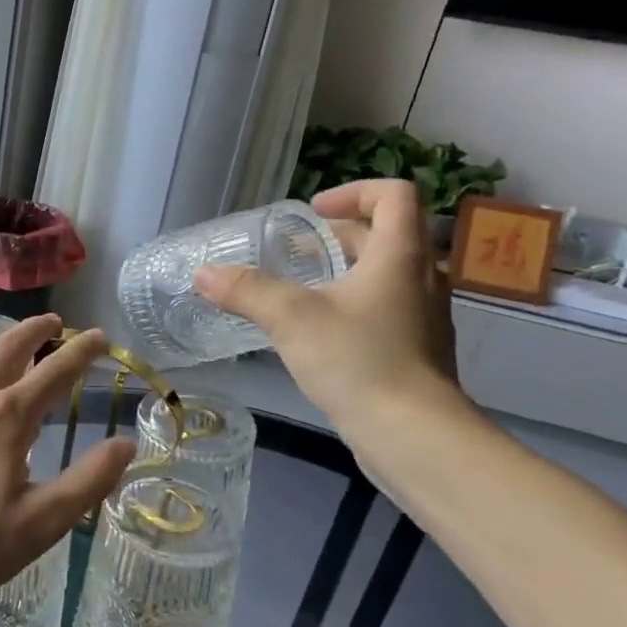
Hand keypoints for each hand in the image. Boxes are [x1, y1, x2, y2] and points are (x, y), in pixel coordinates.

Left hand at [0, 315, 134, 626]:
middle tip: (54, 322)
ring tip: (10, 354)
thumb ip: (87, 482)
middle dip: (36, 329)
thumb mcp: (39, 524)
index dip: (82, 351)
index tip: (100, 337)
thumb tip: (127, 444)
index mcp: (6, 418)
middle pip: (8, 348)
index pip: (55, 371)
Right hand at [195, 180, 461, 431]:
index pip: (394, 195)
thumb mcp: (291, 318)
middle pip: (387, 235)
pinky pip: (386, 310)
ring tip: (302, 290)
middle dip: (339, 235)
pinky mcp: (417, 351)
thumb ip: (246, 291)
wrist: (413, 435)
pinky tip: (320, 334)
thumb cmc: (358, 361)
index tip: (314, 212)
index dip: (354, 191)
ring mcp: (424, 318)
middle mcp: (421, 279)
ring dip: (346, 271)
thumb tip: (203, 274)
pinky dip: (354, 305)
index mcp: (400, 256)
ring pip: (386, 275)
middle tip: (296, 250)